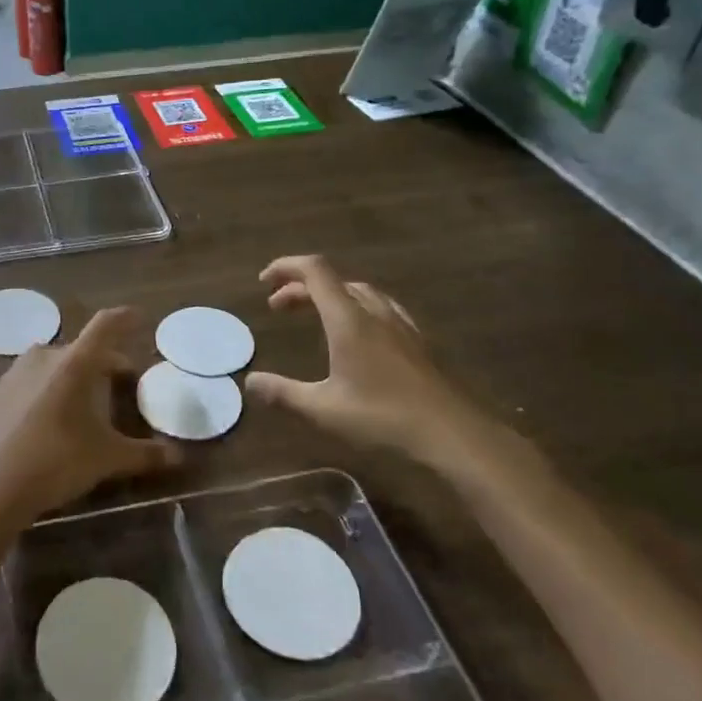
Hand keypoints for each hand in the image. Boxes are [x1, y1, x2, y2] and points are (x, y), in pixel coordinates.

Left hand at [0, 307, 180, 526]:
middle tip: (116, 380)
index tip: (139, 317)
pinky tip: (19, 393)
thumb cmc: (59, 462)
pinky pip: (7, 377)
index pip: (106, 326)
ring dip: (61, 370)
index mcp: (76, 363)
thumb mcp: (108, 459)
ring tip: (72, 393)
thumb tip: (177, 457)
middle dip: (100, 361)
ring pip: (45, 360)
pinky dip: (20, 382)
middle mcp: (44, 356)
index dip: (125, 319)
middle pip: (80, 348)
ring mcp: (12, 372)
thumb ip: (145, 454)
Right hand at [245, 255, 526, 490]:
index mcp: (348, 319)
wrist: (451, 433)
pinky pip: (379, 307)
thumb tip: (250, 381)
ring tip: (313, 314)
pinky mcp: (415, 340)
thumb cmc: (383, 417)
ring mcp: (399, 324)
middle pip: (333, 281)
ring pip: (358, 292)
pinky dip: (354, 307)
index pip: (314, 271)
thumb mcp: (324, 409)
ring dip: (329, 295)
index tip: (263, 281)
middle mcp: (373, 312)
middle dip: (300, 287)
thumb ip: (284, 393)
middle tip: (277, 307)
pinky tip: (357, 332)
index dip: (286, 267)